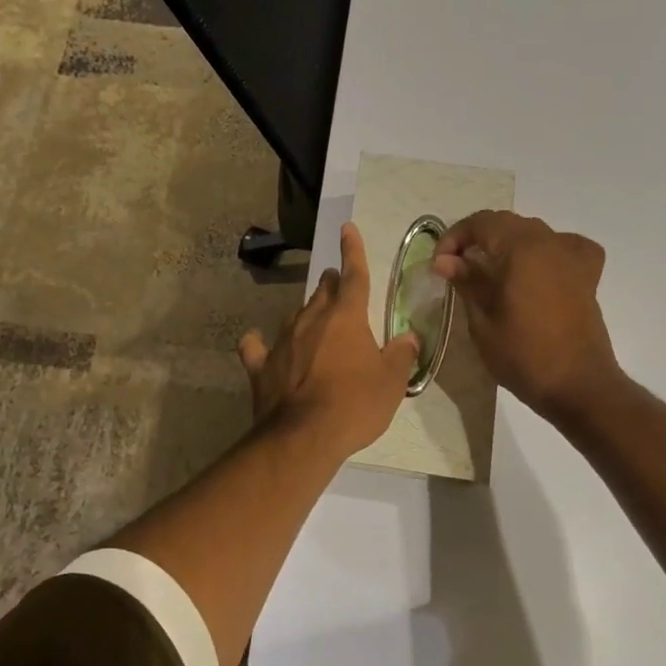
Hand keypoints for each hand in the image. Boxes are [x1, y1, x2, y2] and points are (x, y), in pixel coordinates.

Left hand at [238, 223, 418, 458]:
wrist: (303, 437)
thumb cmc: (355, 404)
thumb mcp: (391, 382)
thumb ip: (401, 355)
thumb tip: (408, 338)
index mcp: (346, 317)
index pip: (354, 275)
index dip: (352, 250)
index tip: (347, 228)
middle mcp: (312, 319)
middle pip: (323, 291)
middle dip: (332, 285)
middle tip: (340, 289)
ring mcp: (282, 340)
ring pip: (296, 315)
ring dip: (307, 315)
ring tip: (316, 324)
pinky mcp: (261, 365)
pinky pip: (257, 347)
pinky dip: (260, 345)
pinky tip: (259, 345)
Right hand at [433, 210, 620, 420]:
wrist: (578, 386)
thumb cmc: (524, 355)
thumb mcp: (483, 320)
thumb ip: (466, 282)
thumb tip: (444, 260)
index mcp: (521, 248)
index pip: (481, 223)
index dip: (455, 237)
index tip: (440, 263)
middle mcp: (549, 242)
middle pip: (506, 223)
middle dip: (477, 238)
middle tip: (456, 266)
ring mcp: (572, 256)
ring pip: (532, 232)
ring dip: (507, 243)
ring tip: (489, 268)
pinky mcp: (587, 274)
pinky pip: (564, 246)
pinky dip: (546, 249)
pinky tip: (537, 266)